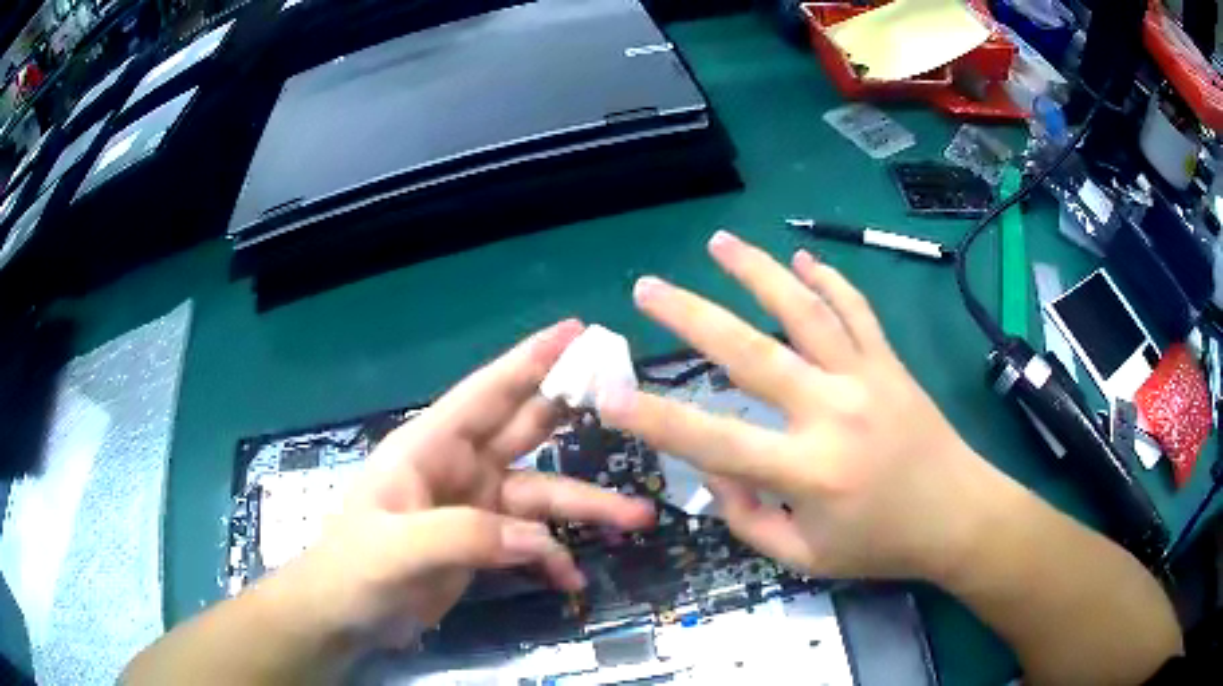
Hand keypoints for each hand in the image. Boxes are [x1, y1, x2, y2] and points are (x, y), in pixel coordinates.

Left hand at [280, 321, 654, 650]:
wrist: (345, 617)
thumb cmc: (353, 570)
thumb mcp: (396, 549)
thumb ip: (463, 536)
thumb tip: (540, 541)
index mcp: (429, 448)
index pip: (486, 393)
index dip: (530, 360)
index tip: (577, 332)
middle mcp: (459, 468)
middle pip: (524, 430)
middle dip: (571, 412)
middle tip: (626, 396)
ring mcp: (475, 507)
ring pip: (541, 494)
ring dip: (587, 505)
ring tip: (639, 516)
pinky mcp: (484, 545)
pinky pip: (531, 544)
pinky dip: (554, 559)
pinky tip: (573, 581)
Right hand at [598, 232, 986, 581]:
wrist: (959, 516)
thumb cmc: (881, 545)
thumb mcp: (805, 560)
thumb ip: (749, 521)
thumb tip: (716, 473)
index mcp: (807, 471)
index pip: (713, 442)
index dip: (655, 419)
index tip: (607, 395)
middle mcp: (831, 412)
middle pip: (750, 353)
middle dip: (690, 317)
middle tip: (648, 289)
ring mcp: (865, 378)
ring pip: (804, 311)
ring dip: (757, 272)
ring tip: (718, 242)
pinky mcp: (890, 364)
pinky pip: (857, 311)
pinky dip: (830, 280)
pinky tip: (804, 258)